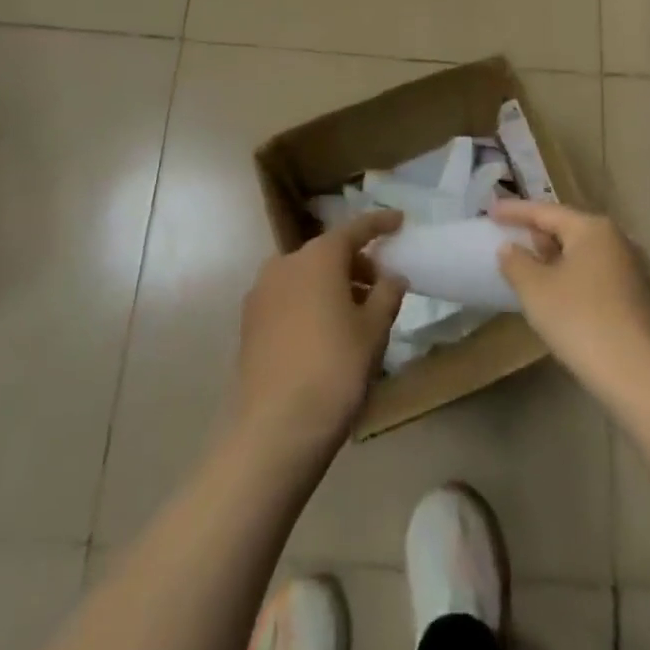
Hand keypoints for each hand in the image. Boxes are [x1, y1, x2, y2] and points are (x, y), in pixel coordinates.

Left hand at [234, 211, 406, 459]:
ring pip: (305, 276)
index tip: (399, 221)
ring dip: (332, 284)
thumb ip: (387, 295)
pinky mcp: (249, 322)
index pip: (354, 229)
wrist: (273, 429)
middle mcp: (285, 263)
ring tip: (355, 313)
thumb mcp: (373, 331)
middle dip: (355, 263)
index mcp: (318, 257)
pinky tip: (324, 332)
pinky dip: (310, 302)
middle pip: (327, 252)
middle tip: (380, 285)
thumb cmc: (334, 370)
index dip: (379, 224)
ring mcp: (261, 292)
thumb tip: (392, 276)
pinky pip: (288, 298)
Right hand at [493, 199, 649, 403]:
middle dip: (538, 234)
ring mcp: (635, 271)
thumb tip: (510, 248)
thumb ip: (516, 263)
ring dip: (557, 259)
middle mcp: (619, 241)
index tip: (490, 210)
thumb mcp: (536, 290)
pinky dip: (575, 280)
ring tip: (531, 269)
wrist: (643, 379)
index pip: (545, 211)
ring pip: (585, 255)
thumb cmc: (582, 322)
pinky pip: (598, 278)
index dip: (515, 211)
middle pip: (569, 229)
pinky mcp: (642, 301)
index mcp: (593, 229)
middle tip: (510, 238)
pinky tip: (561, 299)